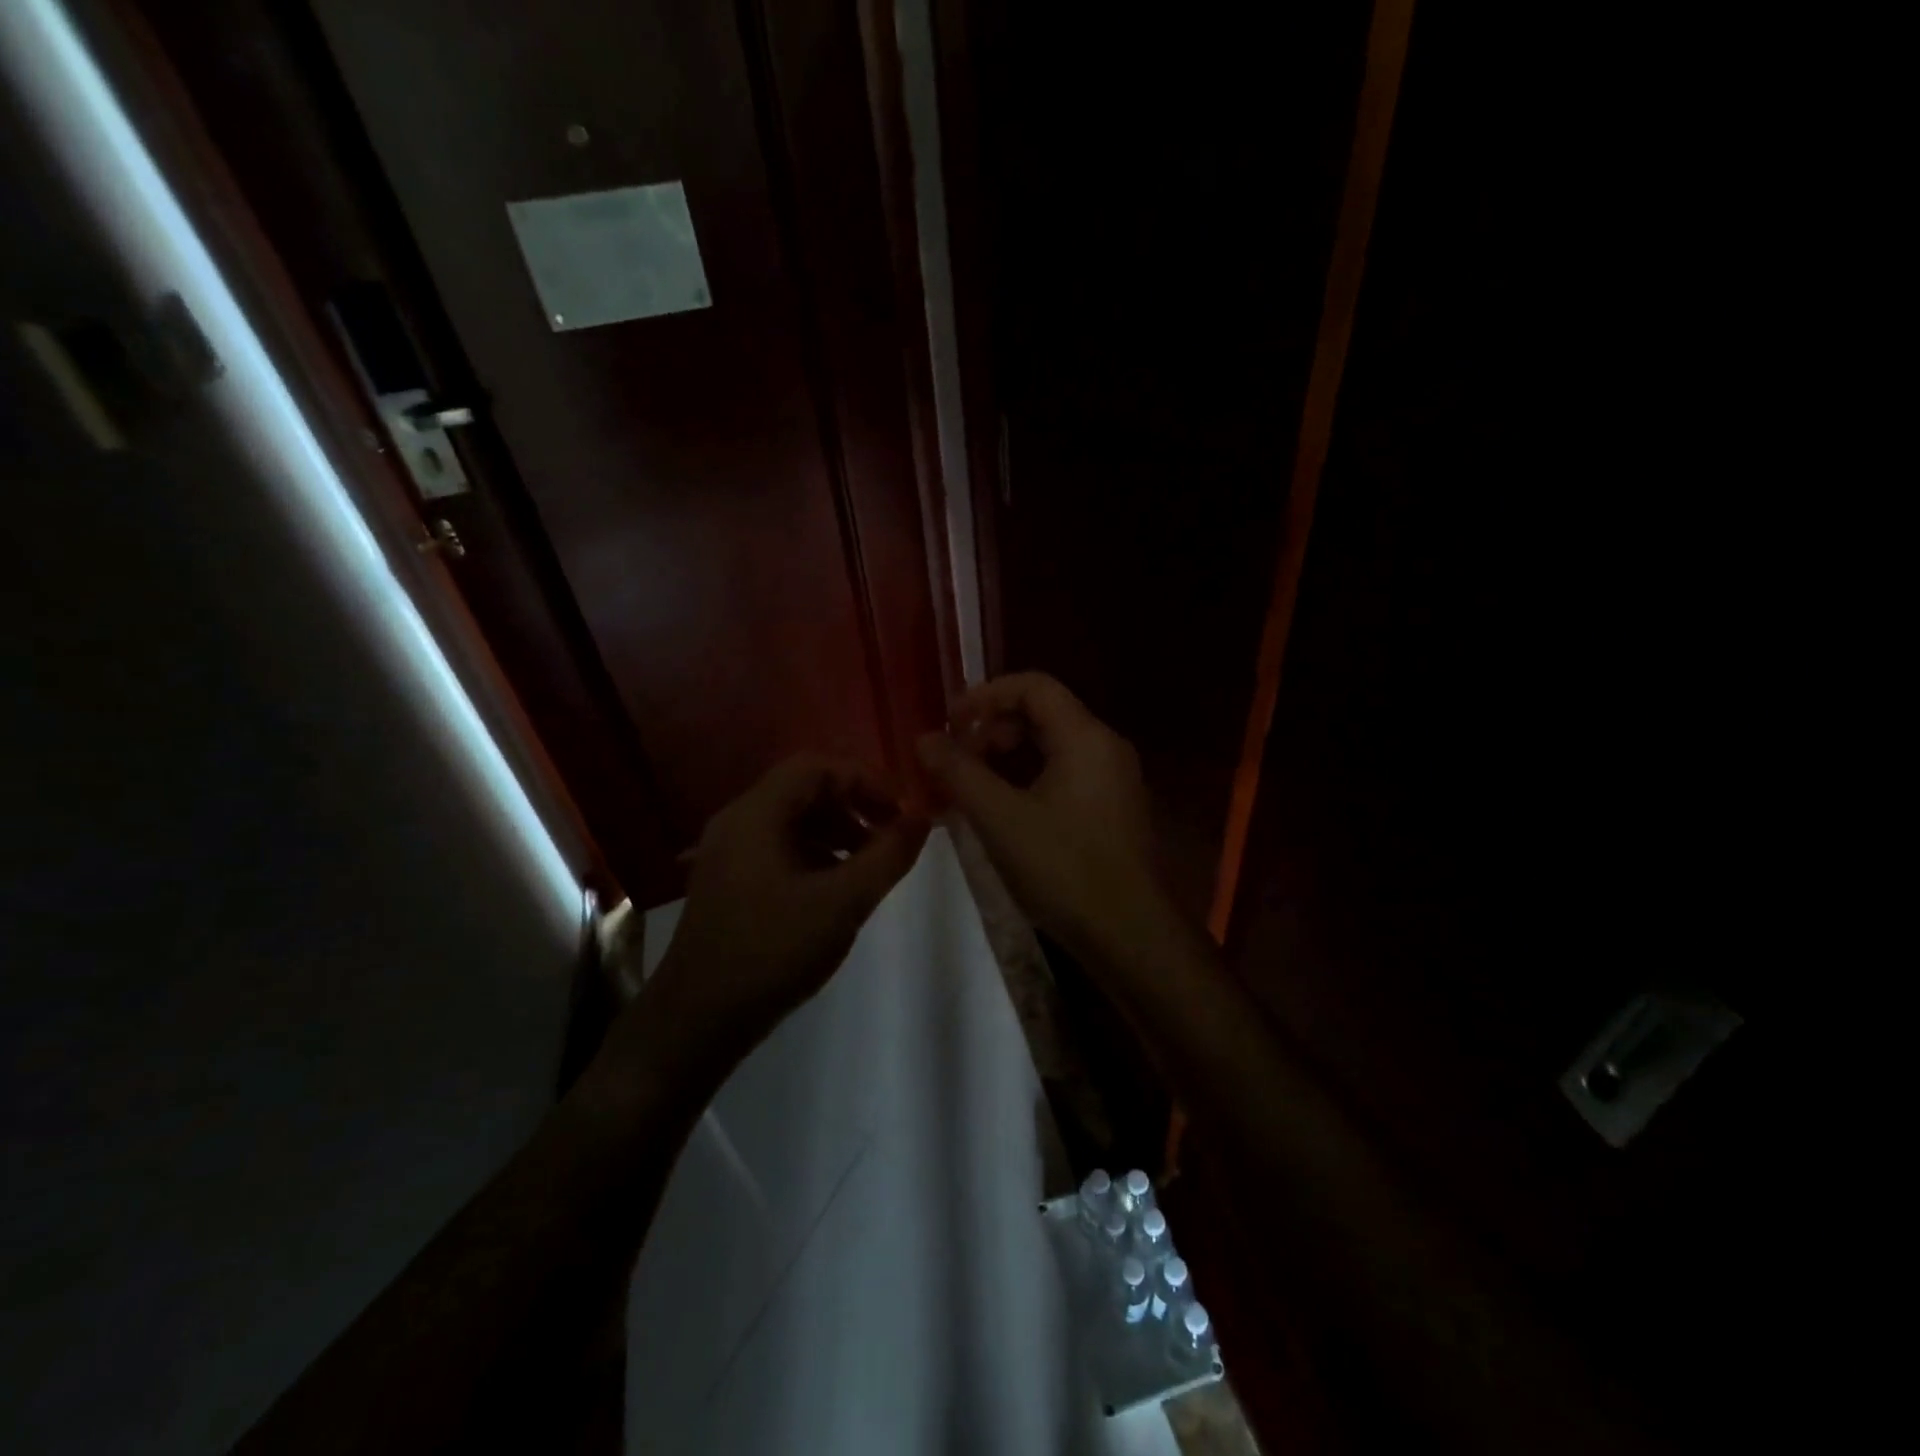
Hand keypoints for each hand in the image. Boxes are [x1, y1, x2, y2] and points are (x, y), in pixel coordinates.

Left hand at [640, 756, 929, 1054]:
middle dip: (854, 806)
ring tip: (870, 865)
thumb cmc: (772, 952)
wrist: (698, 1021)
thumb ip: (888, 855)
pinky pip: (779, 847)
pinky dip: (815, 854)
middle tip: (890, 837)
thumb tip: (922, 818)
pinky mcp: (729, 881)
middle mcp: (738, 821)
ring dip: (837, 831)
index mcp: (757, 814)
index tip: (901, 812)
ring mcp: (729, 852)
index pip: (817, 766)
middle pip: (804, 789)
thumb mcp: (843, 903)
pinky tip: (836, 888)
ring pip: (793, 819)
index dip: (865, 780)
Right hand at [916, 673, 1167, 963]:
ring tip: (972, 789)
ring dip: (1007, 757)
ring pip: (1052, 747)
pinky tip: (1002, 812)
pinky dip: (1028, 780)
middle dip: (993, 730)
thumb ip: (958, 772)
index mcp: (1086, 737)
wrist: (1131, 936)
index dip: (985, 695)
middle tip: (959, 763)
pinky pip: (1065, 774)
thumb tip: (924, 738)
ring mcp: (1114, 780)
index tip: (950, 723)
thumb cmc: (1064, 870)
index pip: (1033, 686)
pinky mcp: (1112, 809)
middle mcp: (1106, 747)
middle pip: (1042, 713)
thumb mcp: (1000, 818)